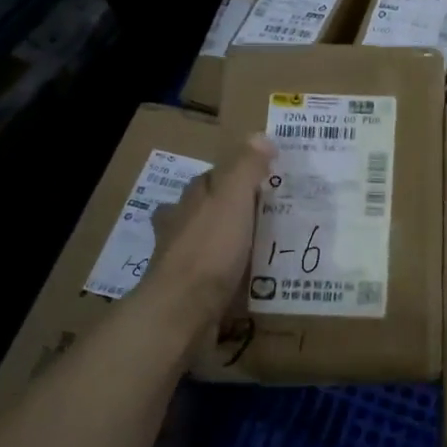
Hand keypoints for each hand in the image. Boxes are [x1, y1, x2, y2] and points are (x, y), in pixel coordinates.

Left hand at [147, 135, 276, 317]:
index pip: (210, 179)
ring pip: (206, 245)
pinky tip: (249, 282)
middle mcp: (179, 228)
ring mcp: (180, 263)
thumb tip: (260, 135)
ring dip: (228, 244)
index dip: (235, 176)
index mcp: (189, 201)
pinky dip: (228, 276)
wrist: (183, 311)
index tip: (264, 181)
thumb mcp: (233, 199)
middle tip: (267, 216)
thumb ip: (246, 168)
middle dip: (228, 211)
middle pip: (205, 211)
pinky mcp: (188, 294)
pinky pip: (212, 278)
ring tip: (263, 249)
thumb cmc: (209, 249)